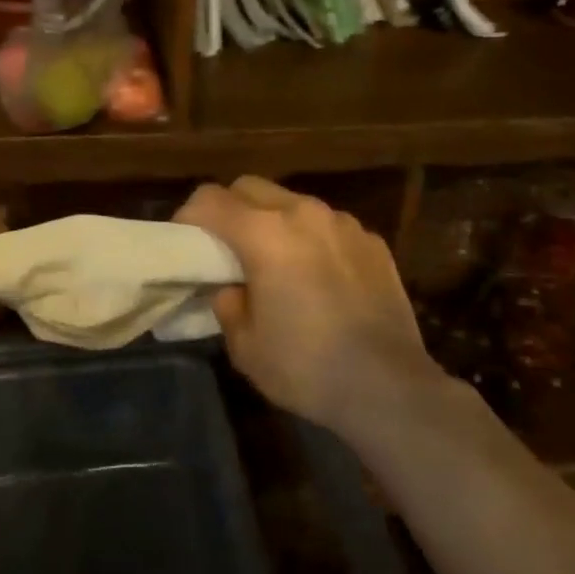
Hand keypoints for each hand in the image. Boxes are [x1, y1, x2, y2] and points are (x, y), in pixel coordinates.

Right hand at [174, 177, 442, 435]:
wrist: (388, 386)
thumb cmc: (306, 367)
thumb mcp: (245, 346)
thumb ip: (228, 305)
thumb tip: (233, 288)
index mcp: (264, 234)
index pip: (209, 199)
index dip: (189, 217)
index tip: (186, 242)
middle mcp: (303, 213)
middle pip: (250, 187)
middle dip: (229, 209)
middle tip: (226, 248)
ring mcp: (343, 223)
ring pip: (292, 202)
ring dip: (273, 221)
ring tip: (278, 262)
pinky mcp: (372, 241)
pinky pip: (328, 225)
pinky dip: (312, 239)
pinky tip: (320, 278)